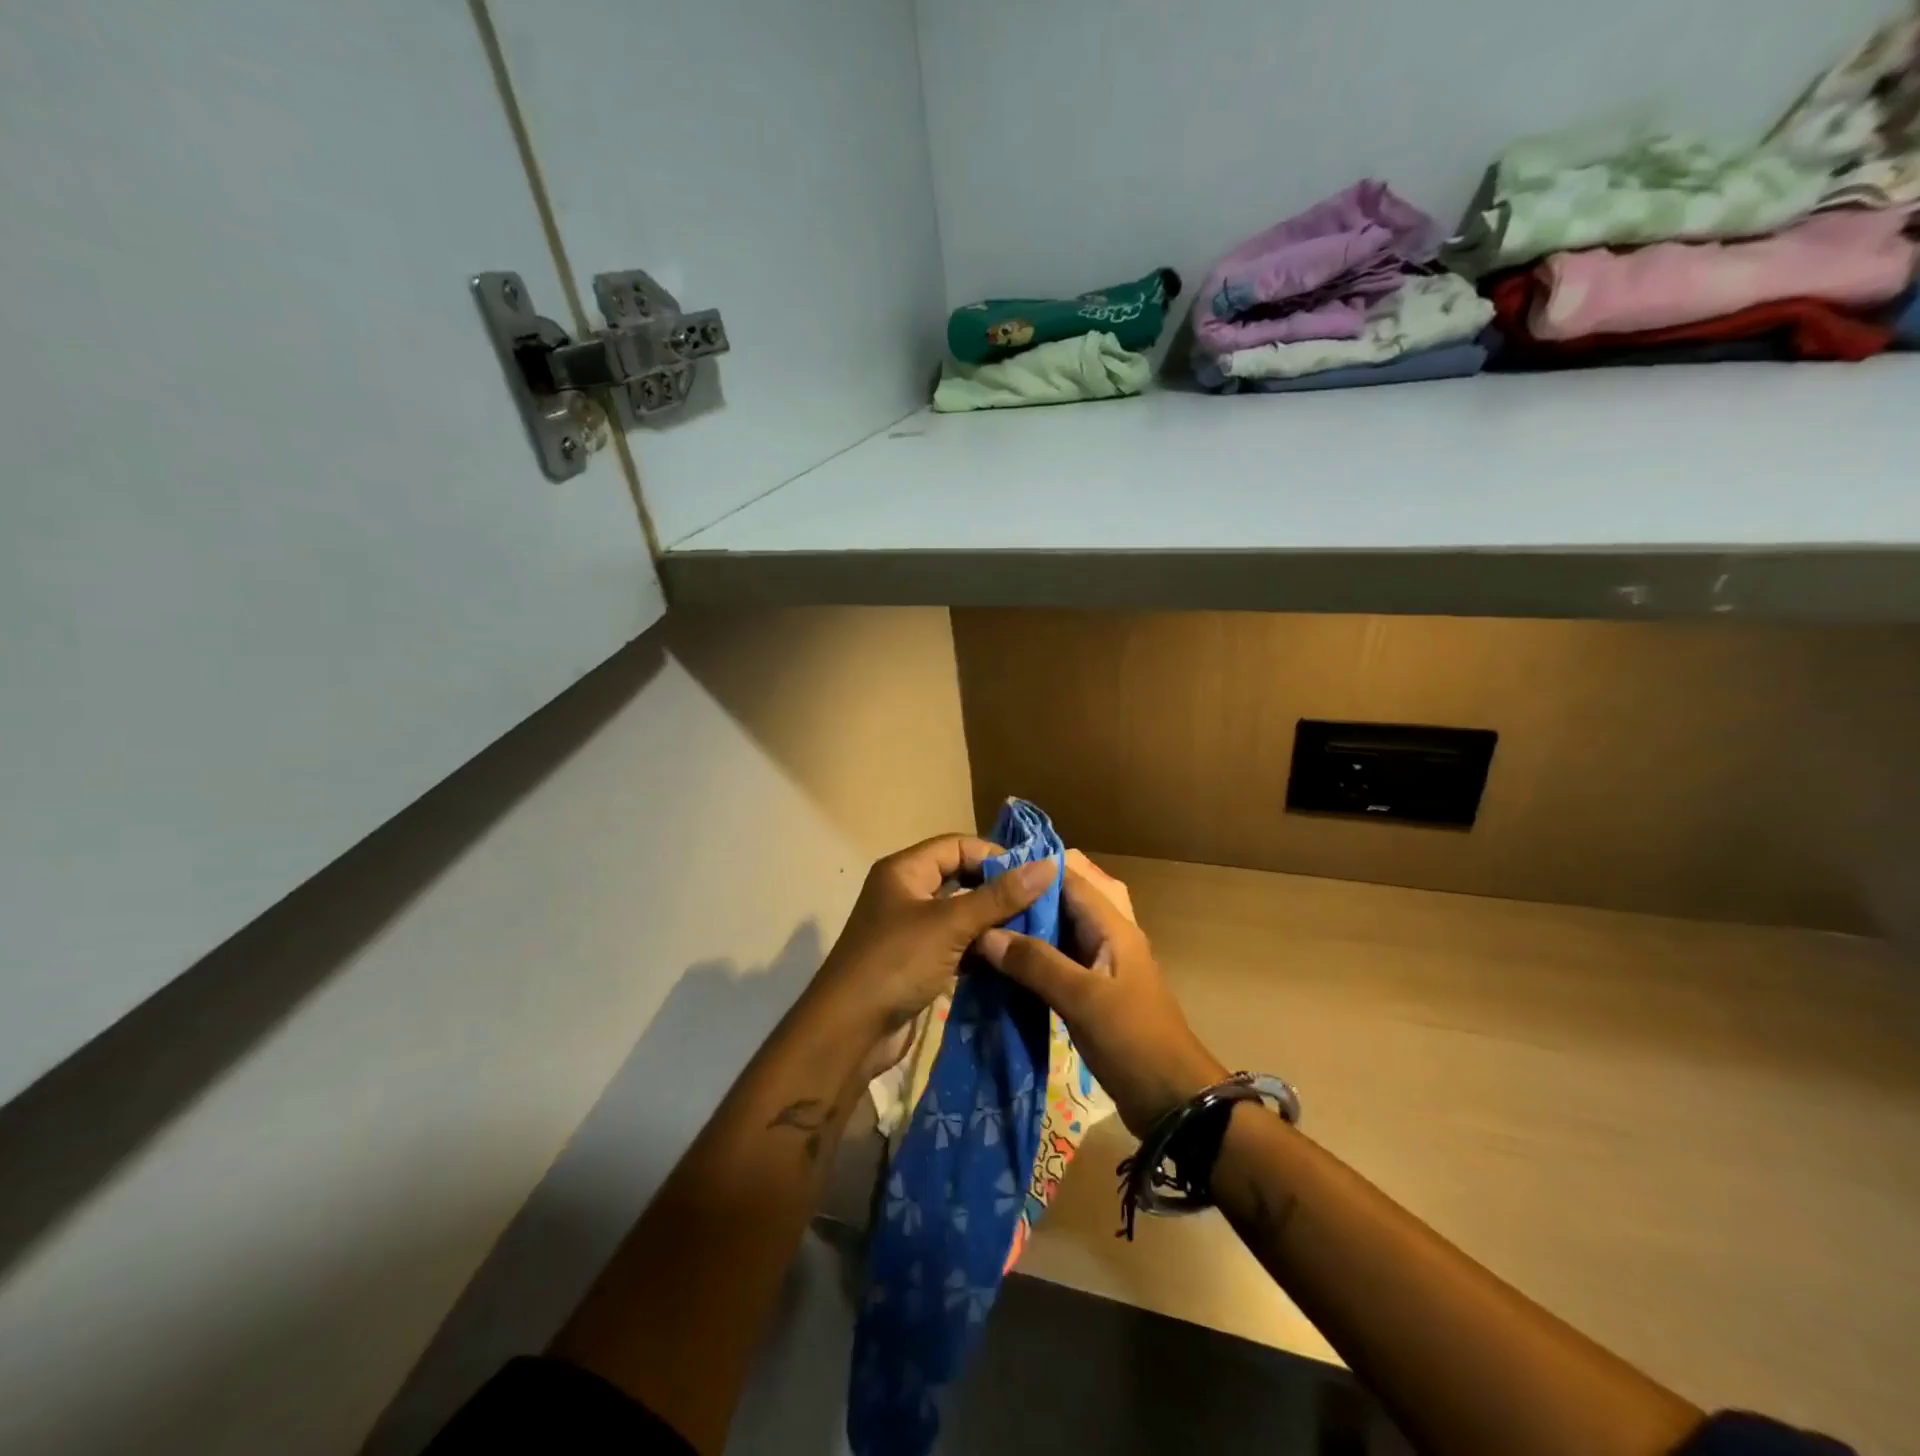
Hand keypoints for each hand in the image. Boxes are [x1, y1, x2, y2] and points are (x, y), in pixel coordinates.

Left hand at [809, 834, 1057, 1060]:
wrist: (848, 1033)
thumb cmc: (896, 963)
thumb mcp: (950, 924)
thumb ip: (999, 897)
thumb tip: (1048, 866)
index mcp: (905, 870)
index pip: (958, 846)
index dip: (996, 856)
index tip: (1035, 877)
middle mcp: (906, 892)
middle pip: (961, 878)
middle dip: (998, 890)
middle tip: (1041, 906)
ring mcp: (911, 929)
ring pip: (961, 914)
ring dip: (992, 923)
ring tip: (1034, 932)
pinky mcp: (917, 962)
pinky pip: (956, 944)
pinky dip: (980, 949)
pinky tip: (1009, 958)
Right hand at [978, 849, 1225, 1136]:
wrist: (1172, 1100)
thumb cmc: (1133, 1040)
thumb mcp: (1082, 998)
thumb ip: (1036, 963)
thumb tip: (986, 933)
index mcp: (1112, 926)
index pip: (1068, 878)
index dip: (1030, 869)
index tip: (987, 868)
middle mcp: (1106, 936)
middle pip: (1061, 903)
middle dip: (1023, 900)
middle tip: (978, 901)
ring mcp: (1099, 965)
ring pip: (1056, 933)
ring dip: (1024, 930)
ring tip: (980, 928)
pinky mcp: (1091, 992)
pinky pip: (1056, 962)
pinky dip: (1031, 959)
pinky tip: (1000, 967)